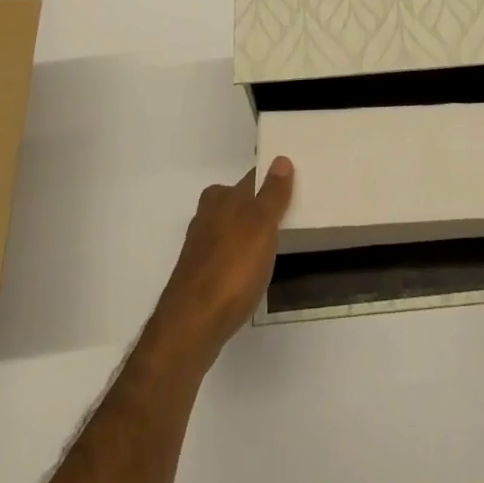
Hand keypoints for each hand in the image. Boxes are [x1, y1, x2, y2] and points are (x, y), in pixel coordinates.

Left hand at [147, 158, 294, 370]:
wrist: (193, 323)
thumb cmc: (233, 268)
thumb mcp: (261, 225)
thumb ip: (272, 194)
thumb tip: (280, 159)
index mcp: (222, 199)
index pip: (251, 178)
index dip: (270, 178)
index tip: (291, 180)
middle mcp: (207, 216)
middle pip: (234, 201)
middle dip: (254, 203)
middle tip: (283, 212)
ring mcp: (199, 247)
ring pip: (227, 227)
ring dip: (244, 230)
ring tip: (270, 242)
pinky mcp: (197, 275)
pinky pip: (223, 254)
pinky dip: (236, 255)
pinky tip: (249, 271)